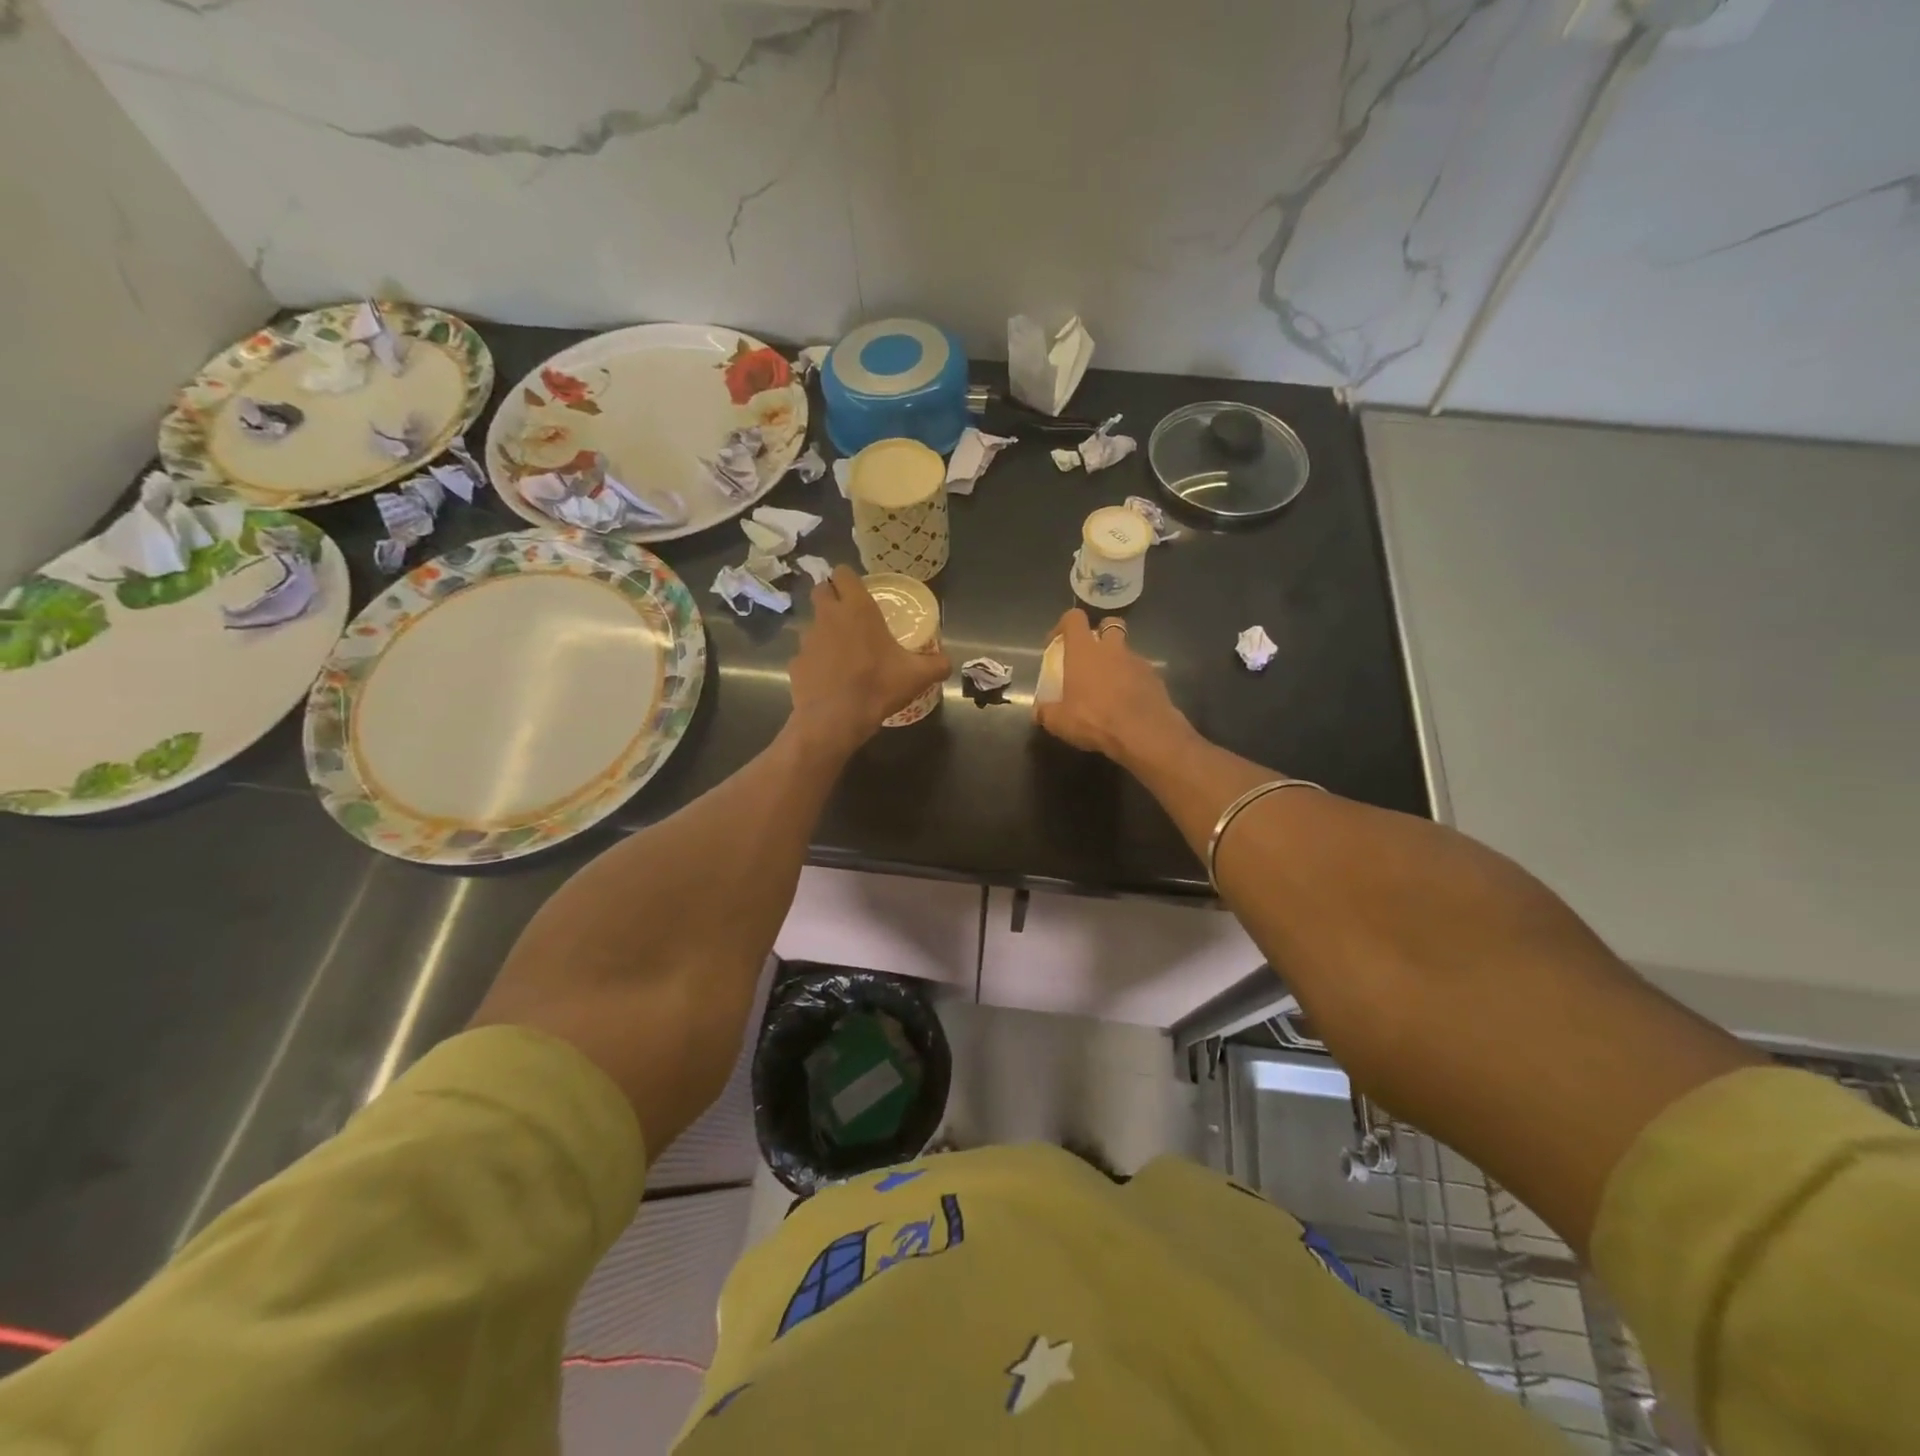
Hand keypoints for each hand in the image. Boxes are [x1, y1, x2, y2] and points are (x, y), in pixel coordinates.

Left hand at [788, 566, 950, 755]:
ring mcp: (807, 639)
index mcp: (857, 609)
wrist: (834, 721)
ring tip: (842, 652)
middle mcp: (828, 616)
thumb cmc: (877, 687)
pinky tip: (829, 679)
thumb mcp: (917, 677)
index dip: (849, 579)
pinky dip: (816, 661)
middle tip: (849, 615)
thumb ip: (937, 664)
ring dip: (824, 630)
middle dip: (831, 596)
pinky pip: (806, 655)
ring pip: (812, 623)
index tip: (859, 591)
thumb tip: (947, 662)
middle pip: (820, 590)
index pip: (843, 573)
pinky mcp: (795, 663)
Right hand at [1035, 609, 1191, 766]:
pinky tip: (1128, 703)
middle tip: (1092, 656)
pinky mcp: (1156, 678)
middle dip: (1101, 633)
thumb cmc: (1095, 719)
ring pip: (1126, 650)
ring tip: (1110, 687)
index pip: (1074, 619)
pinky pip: (1141, 672)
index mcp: (1084, 651)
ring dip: (1118, 661)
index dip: (1064, 625)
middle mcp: (1112, 648)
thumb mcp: (1059, 722)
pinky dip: (1134, 681)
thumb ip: (1046, 712)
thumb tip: (1038, 711)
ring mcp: (1137, 661)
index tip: (1057, 643)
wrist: (1144, 733)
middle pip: (1109, 624)